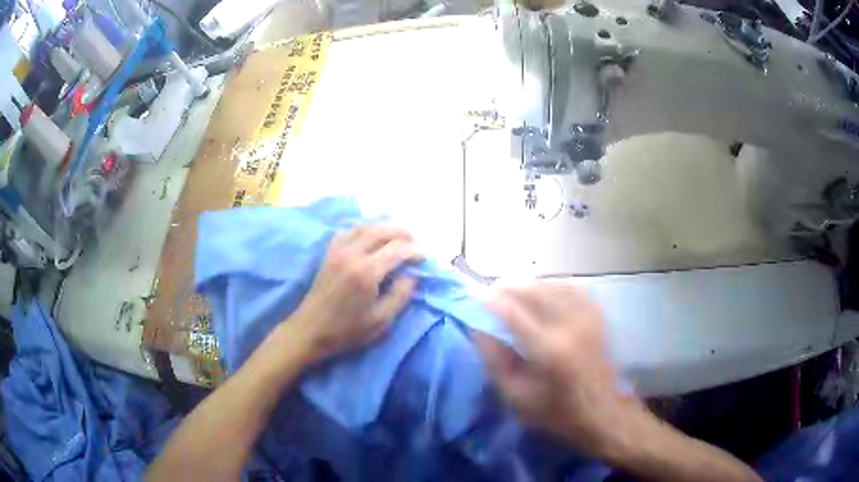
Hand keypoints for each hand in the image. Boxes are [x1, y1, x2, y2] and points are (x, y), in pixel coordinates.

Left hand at [291, 224, 422, 361]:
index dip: (415, 250)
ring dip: (384, 228)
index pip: (397, 250)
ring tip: (398, 236)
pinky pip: (348, 232)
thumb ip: (400, 295)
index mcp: (366, 272)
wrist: (310, 331)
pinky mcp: (329, 254)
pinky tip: (370, 238)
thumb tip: (412, 275)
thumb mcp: (381, 320)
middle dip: (402, 232)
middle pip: (381, 230)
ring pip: (364, 227)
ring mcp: (337, 251)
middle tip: (416, 241)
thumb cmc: (347, 331)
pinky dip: (363, 230)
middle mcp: (352, 254)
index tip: (425, 257)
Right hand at [474, 280, 633, 457]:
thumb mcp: (517, 398)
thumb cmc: (557, 413)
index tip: (473, 293)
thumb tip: (478, 330)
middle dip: (509, 285)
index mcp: (549, 350)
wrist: (603, 414)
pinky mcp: (598, 318)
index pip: (514, 313)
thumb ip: (496, 363)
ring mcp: (588, 319)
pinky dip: (554, 284)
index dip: (491, 299)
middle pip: (535, 291)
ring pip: (554, 285)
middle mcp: (571, 327)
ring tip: (513, 289)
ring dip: (530, 283)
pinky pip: (574, 288)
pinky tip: (544, 290)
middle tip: (491, 290)